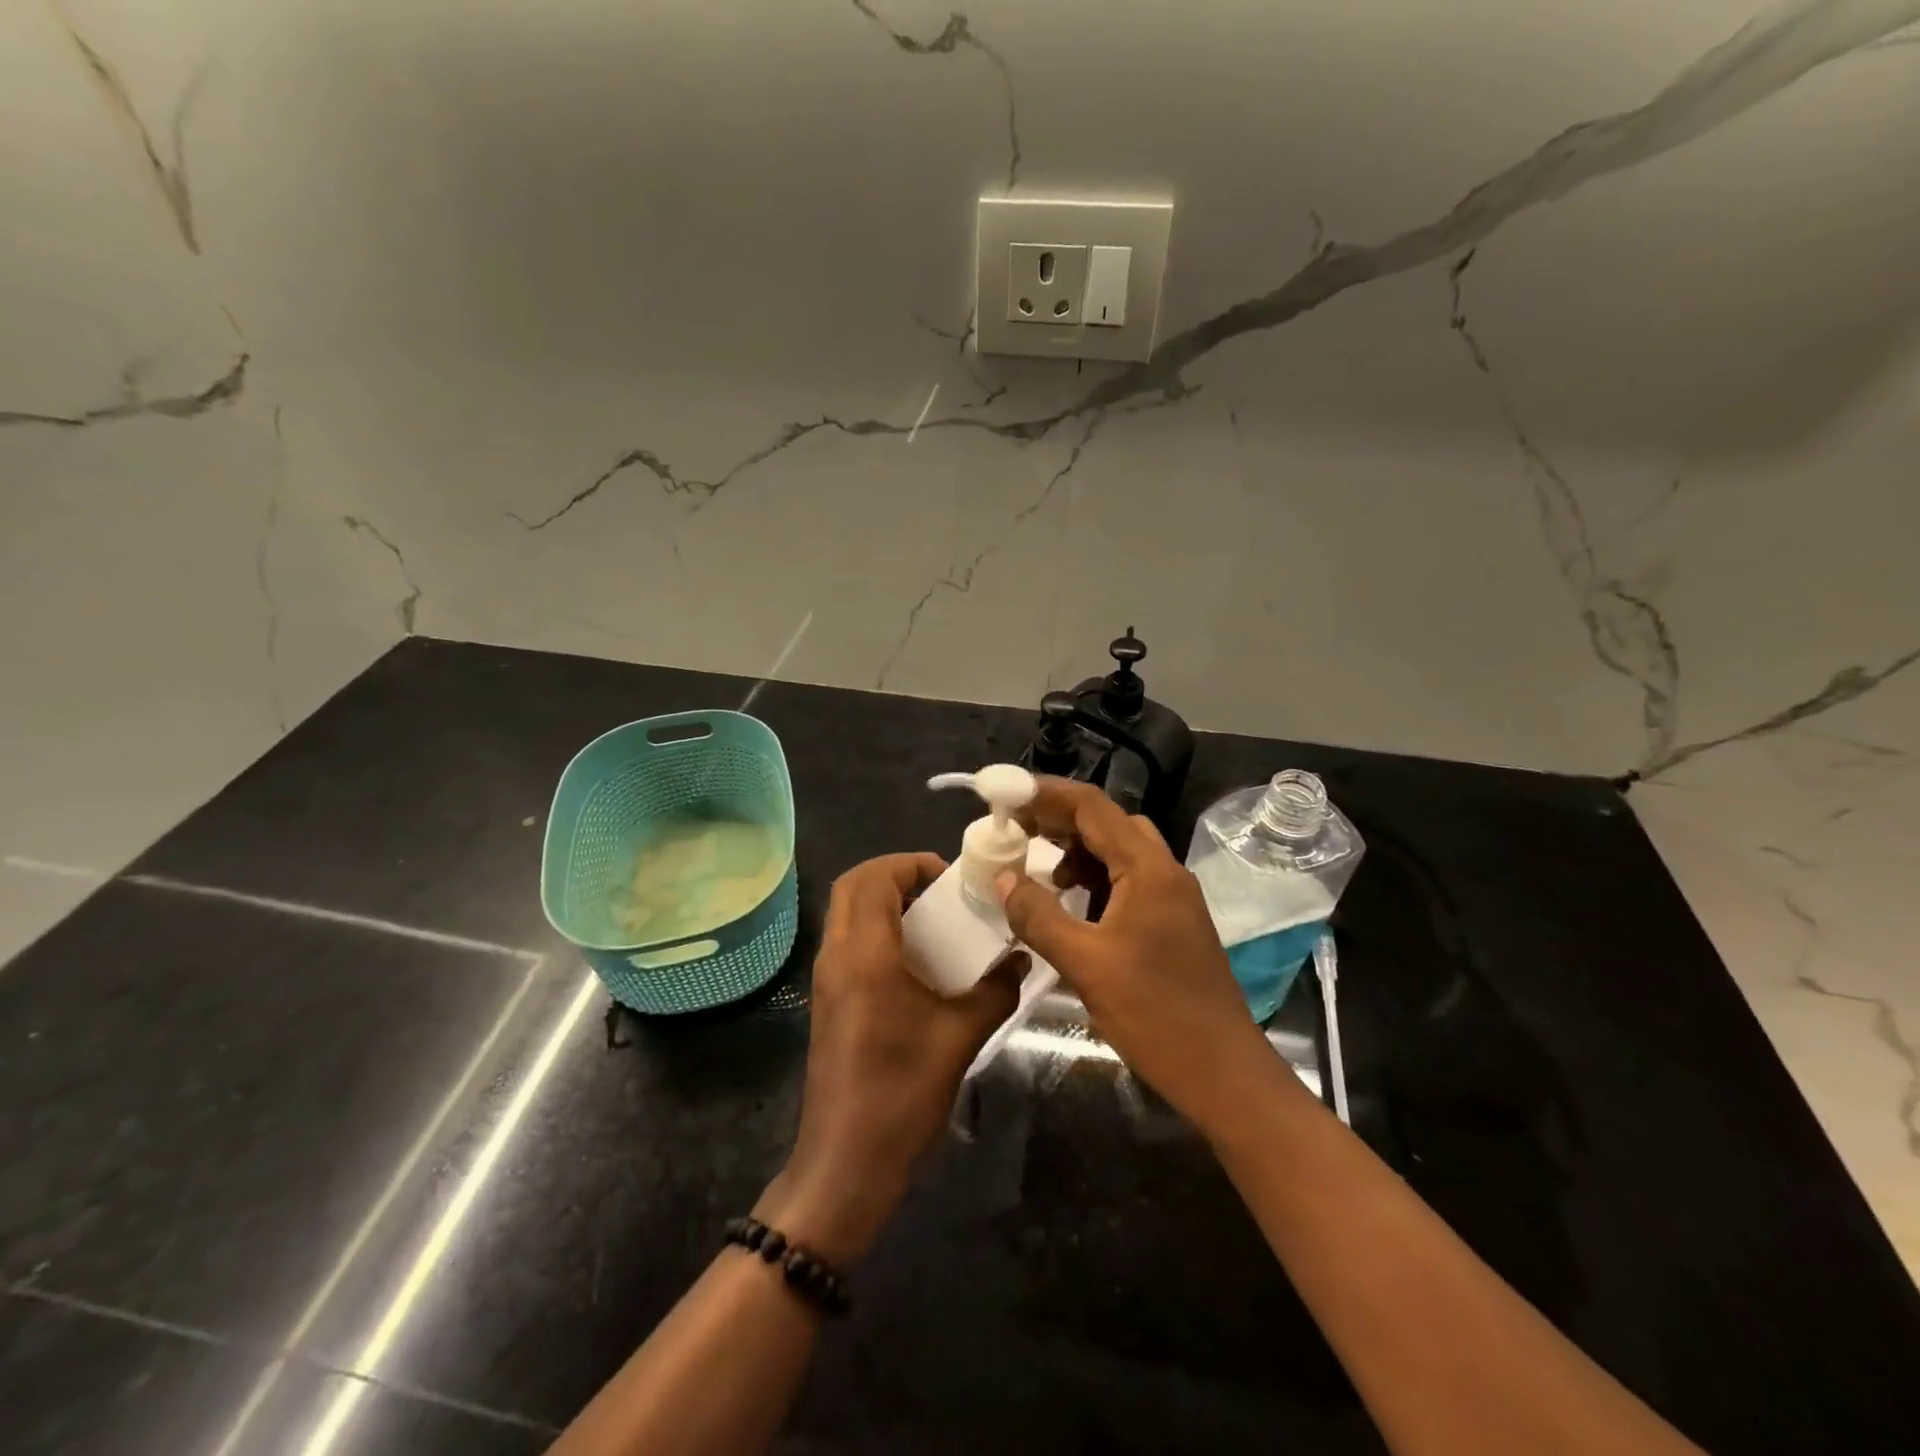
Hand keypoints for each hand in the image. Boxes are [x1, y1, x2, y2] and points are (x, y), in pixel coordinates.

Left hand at [762, 853, 1020, 1265]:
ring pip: (846, 914)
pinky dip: (877, 931)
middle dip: (895, 875)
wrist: (846, 1164)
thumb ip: (995, 990)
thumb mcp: (960, 1038)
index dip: (910, 863)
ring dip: (884, 902)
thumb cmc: (902, 1094)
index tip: (949, 877)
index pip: (873, 877)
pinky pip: (848, 942)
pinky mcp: (827, 1002)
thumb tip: (1023, 960)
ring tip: (933, 921)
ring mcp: (826, 980)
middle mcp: (837, 956)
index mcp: (865, 953)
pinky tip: (916, 963)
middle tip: (939, 891)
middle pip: (852, 886)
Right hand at [996, 778, 1276, 1131]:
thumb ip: (1039, 916)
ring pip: (1119, 851)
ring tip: (1039, 869)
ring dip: (1077, 850)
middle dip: (1059, 819)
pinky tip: (1071, 904)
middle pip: (1107, 822)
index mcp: (1148, 869)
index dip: (1046, 794)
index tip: (1006, 795)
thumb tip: (1003, 878)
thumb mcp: (1085, 964)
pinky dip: (1094, 879)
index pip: (1092, 807)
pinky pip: (1128, 880)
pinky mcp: (1172, 922)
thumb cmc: (1155, 1014)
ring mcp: (1172, 897)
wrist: (1223, 1071)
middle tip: (1015, 829)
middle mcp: (1165, 871)